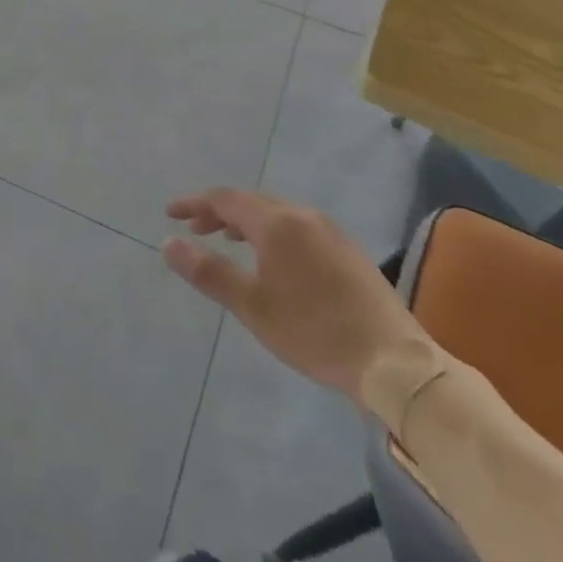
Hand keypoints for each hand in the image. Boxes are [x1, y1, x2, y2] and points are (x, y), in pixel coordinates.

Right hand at [163, 189, 428, 406]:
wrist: (393, 362)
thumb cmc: (314, 332)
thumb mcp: (252, 306)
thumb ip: (209, 272)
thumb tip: (168, 243)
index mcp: (278, 223)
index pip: (225, 199)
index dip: (195, 204)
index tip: (170, 214)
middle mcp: (304, 216)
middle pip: (252, 201)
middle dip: (219, 211)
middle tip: (195, 229)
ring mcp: (330, 231)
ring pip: (277, 213)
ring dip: (246, 221)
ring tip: (228, 240)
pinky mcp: (348, 250)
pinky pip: (298, 226)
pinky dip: (272, 232)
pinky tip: (272, 259)